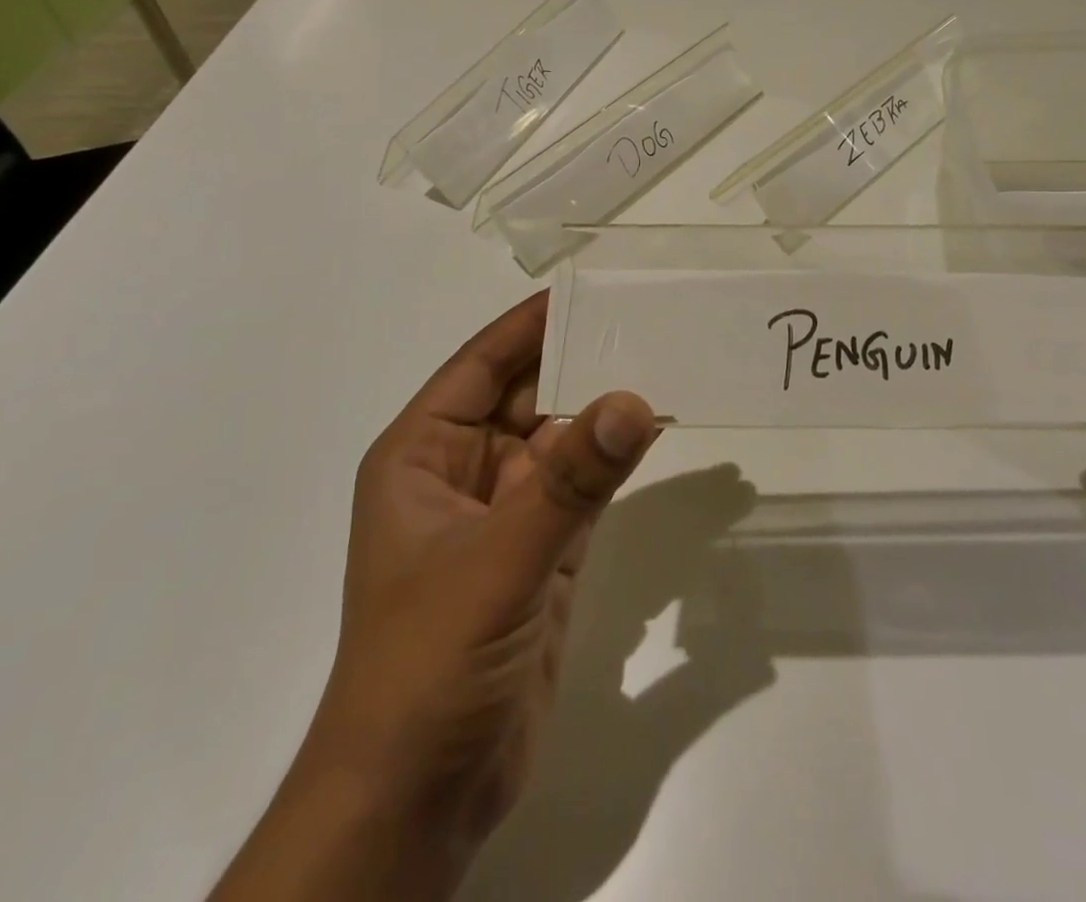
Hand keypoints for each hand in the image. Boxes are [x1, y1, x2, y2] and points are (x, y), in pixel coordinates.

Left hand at [212, 291, 659, 901]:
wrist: (418, 800)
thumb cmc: (428, 663)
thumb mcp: (498, 561)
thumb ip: (570, 482)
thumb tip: (635, 399)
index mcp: (423, 455)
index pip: (481, 364)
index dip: (531, 322)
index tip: (590, 284)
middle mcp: (463, 473)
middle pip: (528, 395)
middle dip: (581, 360)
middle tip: (649, 318)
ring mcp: (506, 515)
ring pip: (562, 442)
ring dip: (605, 410)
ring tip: (666, 362)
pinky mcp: (542, 554)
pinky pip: (585, 488)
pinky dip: (616, 462)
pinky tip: (658, 432)